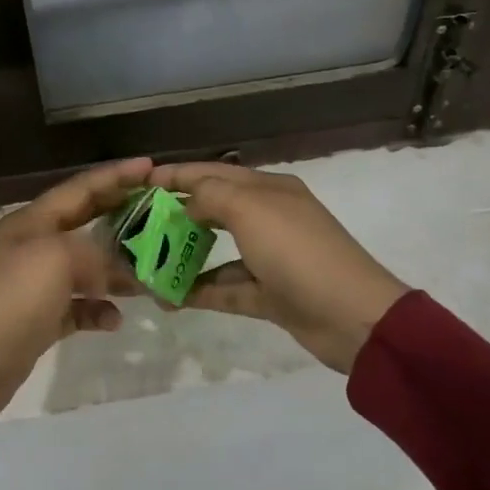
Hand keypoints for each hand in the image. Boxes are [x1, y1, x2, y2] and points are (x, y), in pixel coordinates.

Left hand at [0, 158, 151, 414]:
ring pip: (85, 267)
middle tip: (158, 212)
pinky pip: (78, 306)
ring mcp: (36, 282)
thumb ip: (96, 253)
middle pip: (84, 222)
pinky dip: (98, 309)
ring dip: (116, 270)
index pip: (80, 188)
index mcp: (32, 221)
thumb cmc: (17, 297)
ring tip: (148, 274)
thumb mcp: (59, 259)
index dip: (115, 176)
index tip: (150, 167)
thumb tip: (118, 269)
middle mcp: (34, 245)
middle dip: (120, 216)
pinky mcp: (41, 317)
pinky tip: (115, 319)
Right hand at [148, 162, 407, 373]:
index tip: (138, 182)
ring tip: (145, 263)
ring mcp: (269, 258)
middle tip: (137, 223)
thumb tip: (187, 202)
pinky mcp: (269, 294)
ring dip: (183, 256)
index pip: (213, 172)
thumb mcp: (251, 209)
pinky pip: (225, 287)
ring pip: (215, 251)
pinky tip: (168, 297)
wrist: (352, 317)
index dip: (176, 175)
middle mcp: (268, 218)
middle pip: (213, 209)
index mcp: (268, 189)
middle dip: (175, 214)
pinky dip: (199, 290)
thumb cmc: (297, 251)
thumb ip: (210, 195)